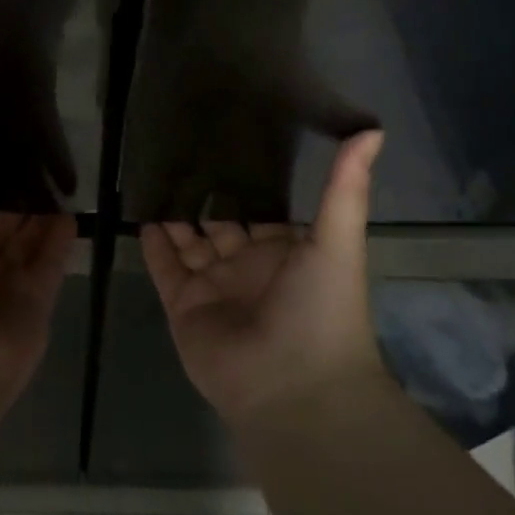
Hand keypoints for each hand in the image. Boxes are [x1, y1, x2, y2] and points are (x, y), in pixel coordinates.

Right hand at [141, 131, 384, 426]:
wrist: (292, 385)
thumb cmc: (320, 308)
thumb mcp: (338, 240)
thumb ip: (345, 186)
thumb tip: (373, 129)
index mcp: (285, 252)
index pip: (260, 212)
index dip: (245, 185)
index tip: (225, 146)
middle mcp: (247, 267)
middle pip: (220, 225)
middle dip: (204, 198)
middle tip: (178, 155)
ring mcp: (214, 288)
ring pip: (188, 244)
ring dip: (174, 217)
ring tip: (153, 177)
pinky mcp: (184, 306)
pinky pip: (165, 268)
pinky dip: (152, 245)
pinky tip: (141, 215)